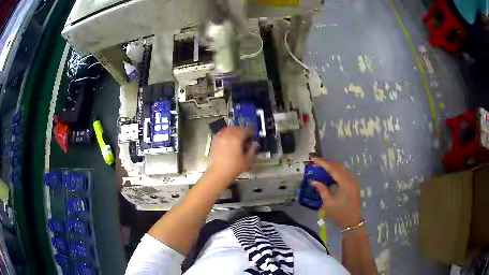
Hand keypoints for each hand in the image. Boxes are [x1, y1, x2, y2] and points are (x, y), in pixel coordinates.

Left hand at [208, 127, 258, 182]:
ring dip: (234, 131)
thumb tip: (255, 144)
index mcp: (236, 138)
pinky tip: (228, 140)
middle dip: (242, 131)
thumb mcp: (247, 160)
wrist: (219, 173)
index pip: (245, 130)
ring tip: (237, 137)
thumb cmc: (234, 167)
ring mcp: (220, 137)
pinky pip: (221, 133)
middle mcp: (227, 135)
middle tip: (246, 137)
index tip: (252, 136)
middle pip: (236, 128)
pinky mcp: (215, 141)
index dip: (250, 132)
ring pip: (228, 129)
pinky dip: (226, 134)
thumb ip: (252, 150)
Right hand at [311, 158, 361, 228]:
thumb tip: (314, 181)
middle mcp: (350, 179)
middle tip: (317, 164)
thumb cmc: (339, 213)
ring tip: (321, 169)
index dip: (323, 163)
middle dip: (327, 164)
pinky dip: (336, 174)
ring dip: (332, 169)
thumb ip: (322, 190)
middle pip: (338, 167)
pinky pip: (344, 175)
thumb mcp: (328, 203)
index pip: (333, 169)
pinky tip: (330, 177)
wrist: (351, 223)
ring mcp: (353, 182)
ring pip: (342, 170)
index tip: (314, 159)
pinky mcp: (353, 186)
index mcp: (345, 183)